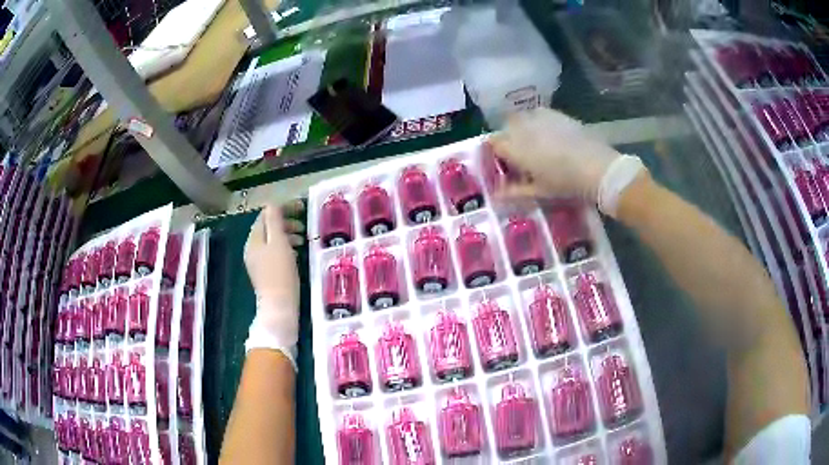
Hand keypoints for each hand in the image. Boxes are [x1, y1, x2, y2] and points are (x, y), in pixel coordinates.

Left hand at [244, 200, 305, 349]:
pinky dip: (285, 248)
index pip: (265, 215)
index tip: (301, 208)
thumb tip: (272, 204)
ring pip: (271, 240)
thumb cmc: (280, 274)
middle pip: (267, 228)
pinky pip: (273, 252)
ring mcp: (257, 262)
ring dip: (286, 235)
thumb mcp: (279, 243)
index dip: (283, 208)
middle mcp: (252, 249)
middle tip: (303, 226)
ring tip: (302, 240)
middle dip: (285, 223)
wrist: (279, 307)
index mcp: (254, 240)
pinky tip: (296, 254)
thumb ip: (274, 222)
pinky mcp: (264, 273)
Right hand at [489, 108, 646, 215]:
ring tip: (534, 141)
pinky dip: (538, 121)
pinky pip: (539, 113)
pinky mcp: (556, 114)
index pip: (494, 144)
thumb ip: (514, 191)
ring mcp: (540, 117)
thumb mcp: (539, 191)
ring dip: (522, 127)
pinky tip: (549, 133)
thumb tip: (496, 195)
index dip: (495, 152)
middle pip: (506, 127)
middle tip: (519, 153)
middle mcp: (523, 128)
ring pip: (522, 117)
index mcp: (515, 148)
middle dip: (508, 137)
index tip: (503, 161)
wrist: (597, 167)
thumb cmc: (565, 183)